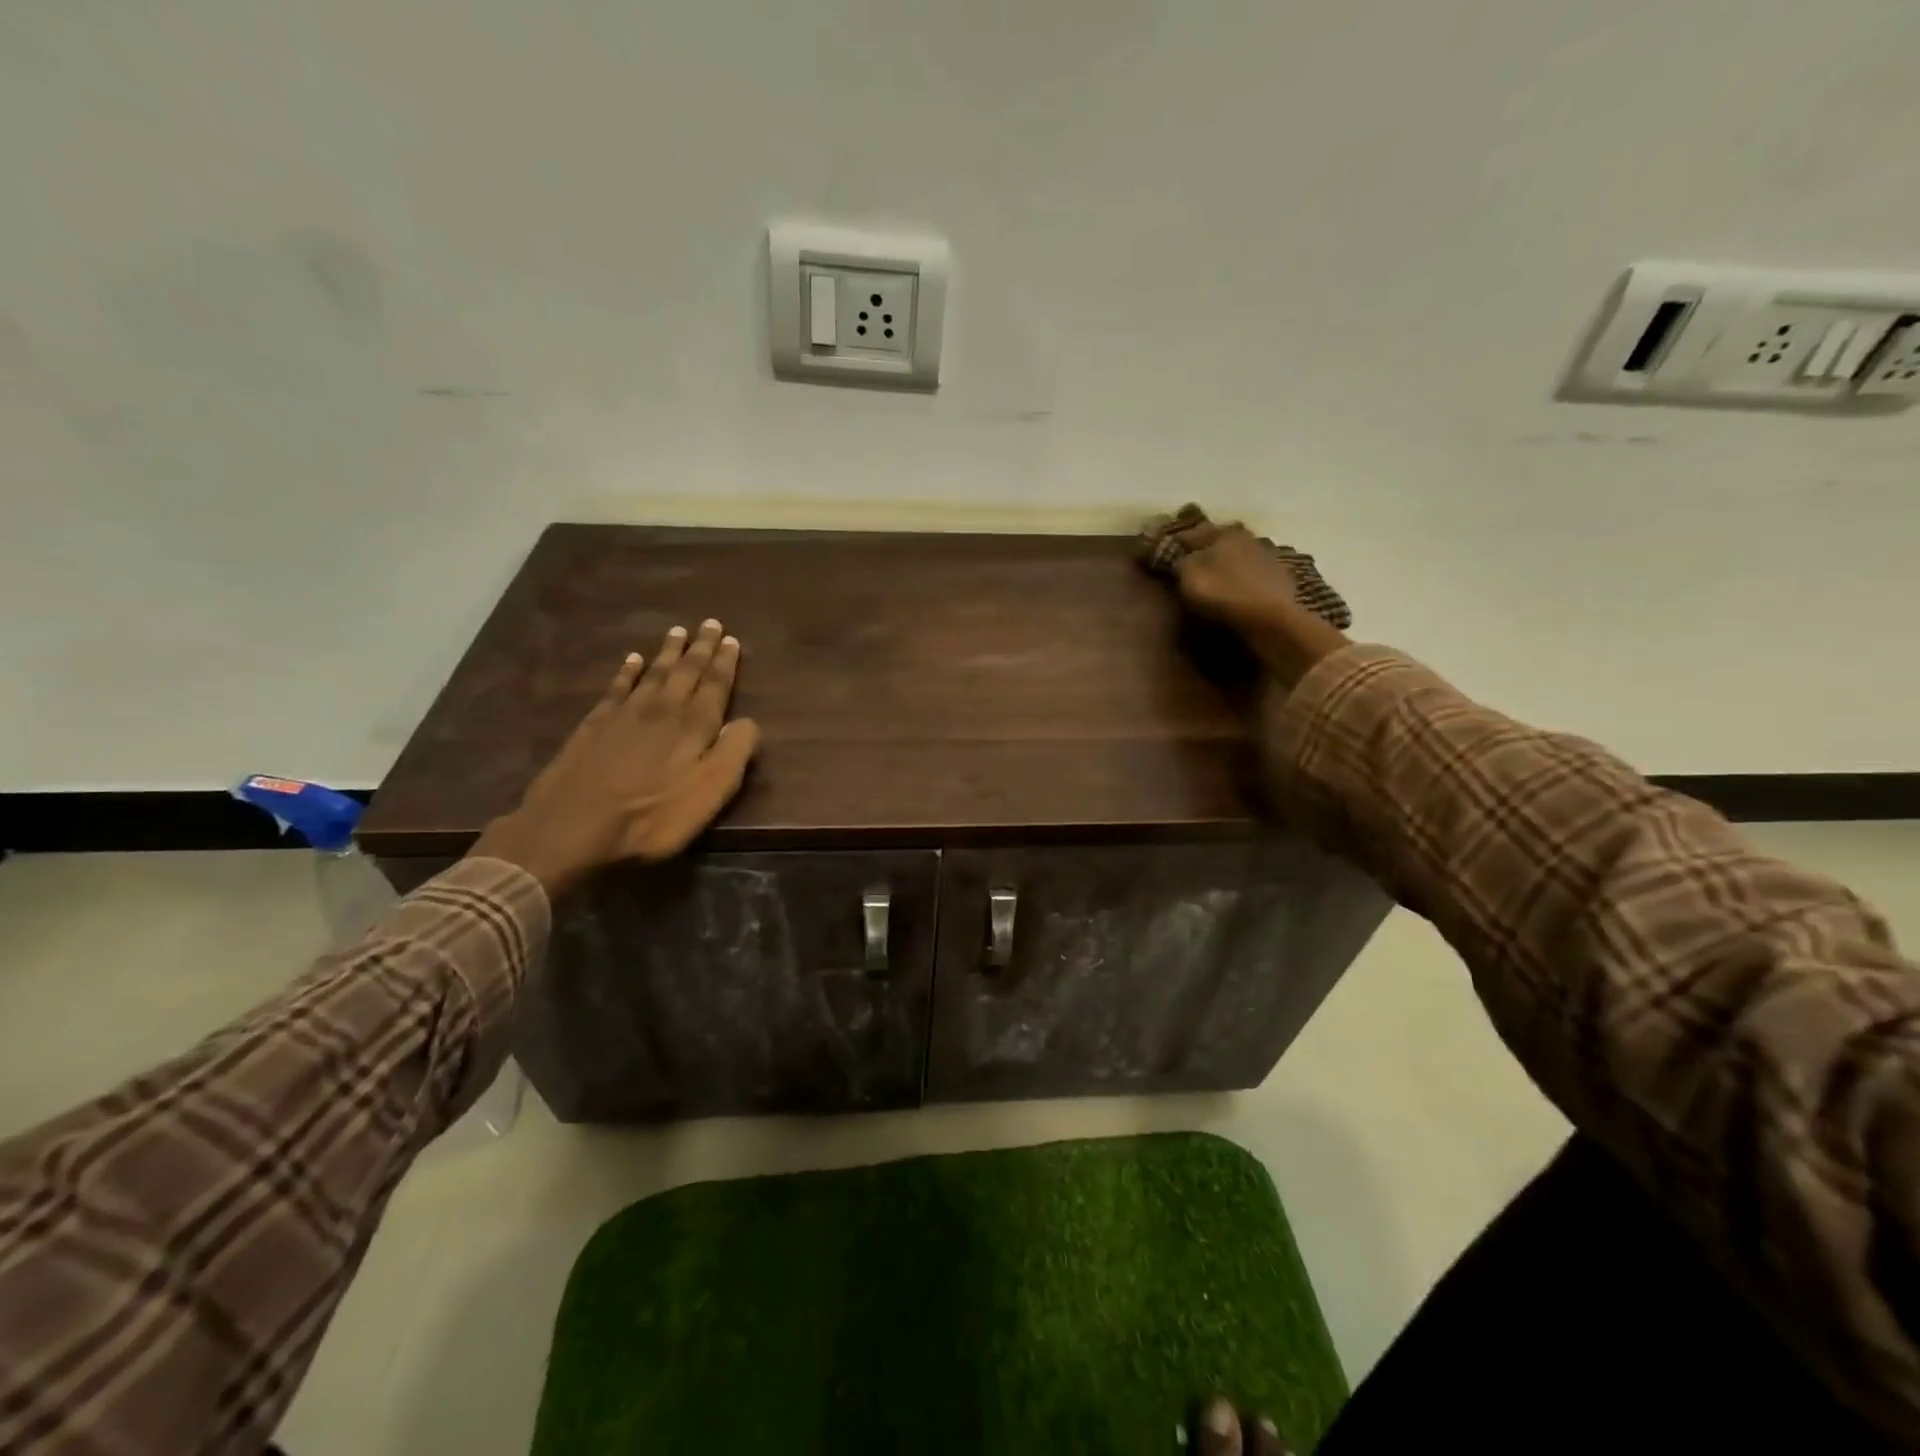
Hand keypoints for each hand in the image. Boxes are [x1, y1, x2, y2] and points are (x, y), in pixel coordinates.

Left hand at [471, 620, 760, 897]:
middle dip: (700, 648)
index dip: (725, 663)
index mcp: (694, 727)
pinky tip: (631, 660)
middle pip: (685, 672)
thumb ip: (734, 753)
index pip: (715, 686)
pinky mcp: (594, 726)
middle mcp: (662, 710)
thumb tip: (748, 721)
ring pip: (653, 674)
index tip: (732, 639)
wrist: (572, 828)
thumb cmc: (652, 817)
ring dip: (668, 653)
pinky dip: (627, 671)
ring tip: (677, 632)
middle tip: (710, 623)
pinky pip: (616, 688)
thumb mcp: (710, 793)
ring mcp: (624, 715)